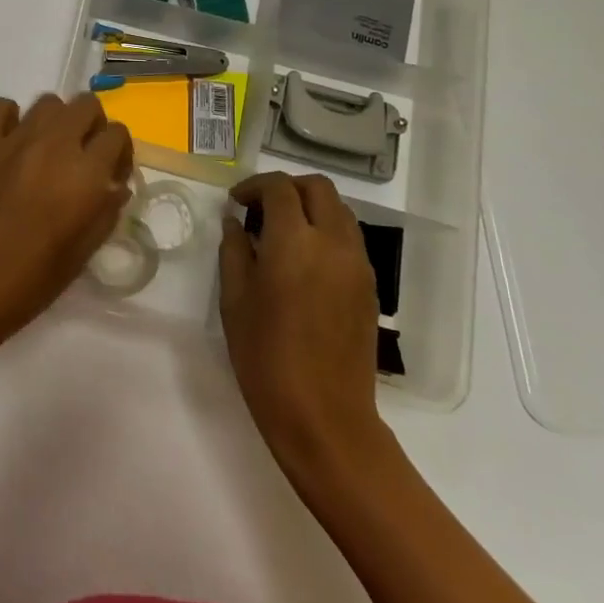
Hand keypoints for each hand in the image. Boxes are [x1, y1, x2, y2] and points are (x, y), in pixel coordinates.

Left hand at [0, 93, 133, 359]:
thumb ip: (106, 210)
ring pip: (47, 102)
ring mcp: (14, 139)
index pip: (117, 134)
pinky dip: (8, 116)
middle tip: (83, 158)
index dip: (120, 153)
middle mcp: (54, 145)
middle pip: (86, 105)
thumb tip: (114, 185)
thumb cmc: (33, 280)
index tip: (111, 176)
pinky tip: (11, 141)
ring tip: (48, 151)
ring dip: (56, 121)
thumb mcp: (85, 250)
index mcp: (85, 174)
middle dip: (92, 127)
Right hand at [221, 172, 387, 478]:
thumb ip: (234, 251)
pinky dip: (325, 231)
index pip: (280, 188)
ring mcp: (358, 265)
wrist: (324, 416)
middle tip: (260, 209)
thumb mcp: (234, 300)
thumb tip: (235, 223)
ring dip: (309, 208)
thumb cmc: (265, 356)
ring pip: (339, 211)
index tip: (235, 203)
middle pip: (318, 187)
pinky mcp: (369, 287)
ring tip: (280, 234)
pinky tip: (302, 261)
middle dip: (287, 188)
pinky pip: (349, 239)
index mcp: (295, 242)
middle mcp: (333, 243)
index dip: (254, 187)